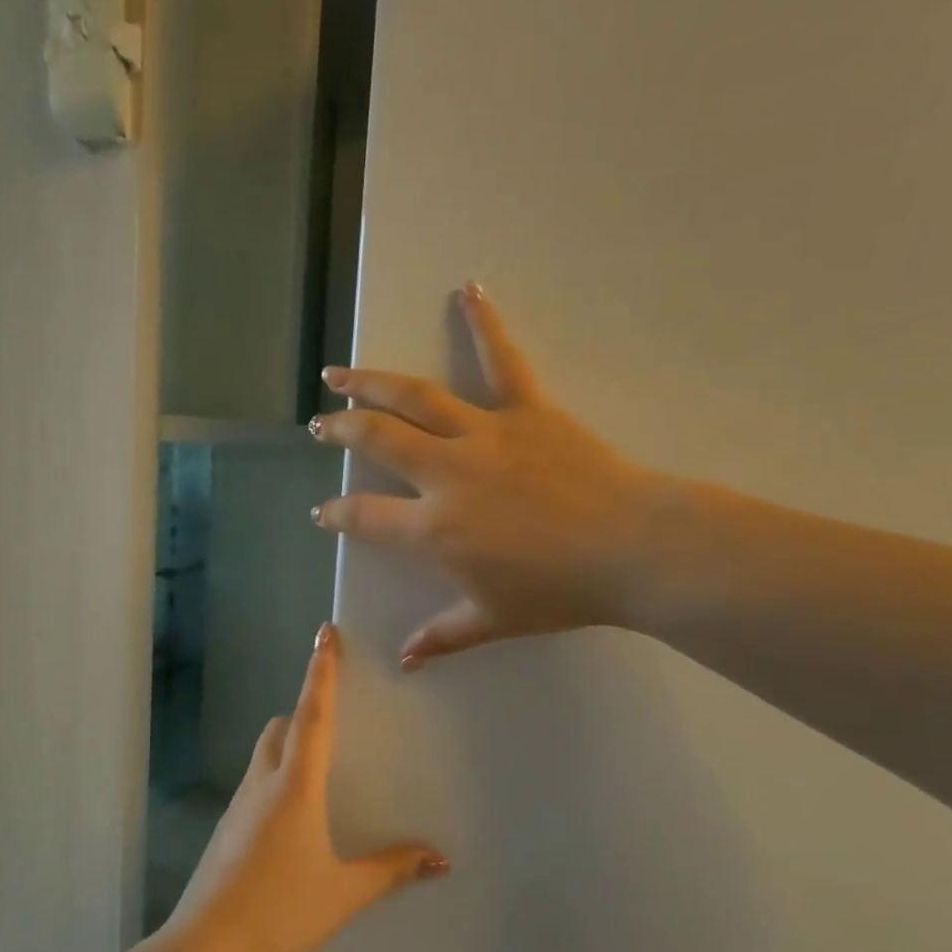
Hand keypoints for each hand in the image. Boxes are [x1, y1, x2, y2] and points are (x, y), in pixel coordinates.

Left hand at [167, 625, 447, 951]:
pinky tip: (295, 816)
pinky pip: (256, 784)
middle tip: (334, 716)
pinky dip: (277, 777)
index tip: (325, 633)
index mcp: (294, 786)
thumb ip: (391, 869)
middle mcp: (263, 783)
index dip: (321, 672)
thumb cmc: (281, 912)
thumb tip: (440, 857)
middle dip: (304, 712)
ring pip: (265, 755)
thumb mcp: (344, 892)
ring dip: (289, 745)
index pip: (312, 715)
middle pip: (281, 728)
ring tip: (321, 767)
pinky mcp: (227, 829)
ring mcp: (238, 805)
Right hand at [311, 284, 660, 667]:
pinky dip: (484, 323)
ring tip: (339, 371)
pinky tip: (467, 290)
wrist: (632, 550)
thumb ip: (443, 636)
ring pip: (415, 397)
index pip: (366, 516)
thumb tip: (405, 661)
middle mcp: (445, 473)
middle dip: (341, 430)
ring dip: (371, 381)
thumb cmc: (558, 590)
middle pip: (378, 440)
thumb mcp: (493, 619)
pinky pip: (502, 360)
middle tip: (320, 424)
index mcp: (433, 529)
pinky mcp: (526, 410)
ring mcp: (484, 435)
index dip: (337, 513)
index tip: (323, 511)